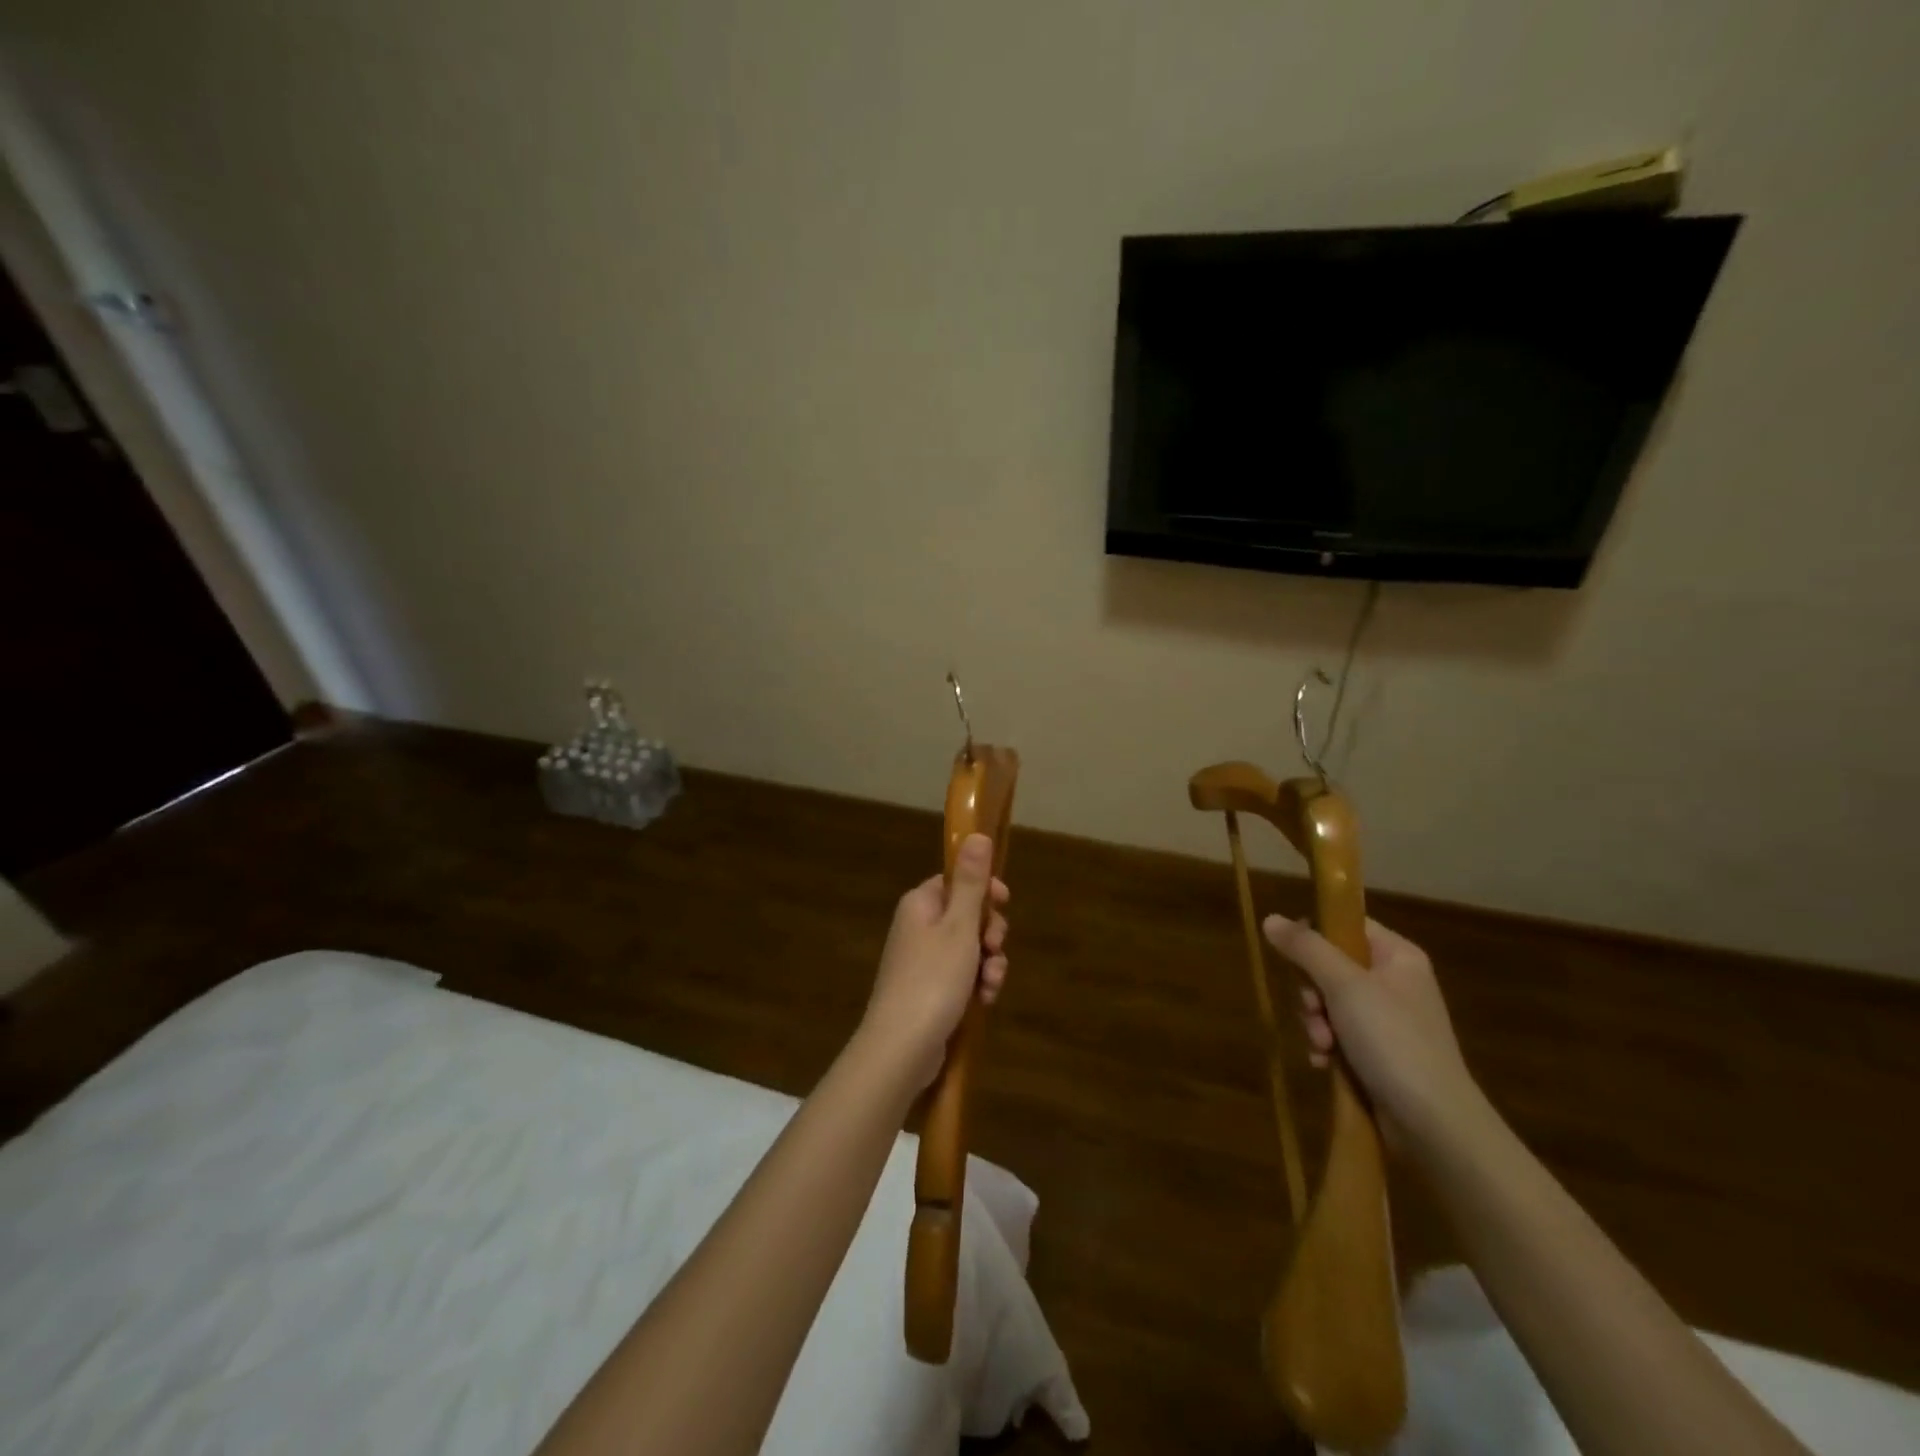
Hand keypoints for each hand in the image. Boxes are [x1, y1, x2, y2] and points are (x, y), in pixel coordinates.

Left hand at [860, 834, 1008, 1092]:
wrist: (901, 1048)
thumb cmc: (933, 980)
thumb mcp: (959, 927)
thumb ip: (971, 882)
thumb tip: (975, 834)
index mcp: (921, 904)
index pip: (956, 881)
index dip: (984, 890)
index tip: (1004, 903)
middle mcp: (918, 927)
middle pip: (966, 915)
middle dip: (990, 934)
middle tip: (994, 949)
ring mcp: (922, 961)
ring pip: (969, 950)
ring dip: (988, 964)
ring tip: (990, 985)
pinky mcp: (928, 991)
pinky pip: (961, 977)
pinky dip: (976, 985)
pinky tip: (984, 1001)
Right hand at [1262, 915, 1482, 1154]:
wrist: (1434, 1123)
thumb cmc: (1393, 1040)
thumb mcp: (1344, 986)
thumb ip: (1306, 948)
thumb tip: (1270, 918)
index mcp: (1397, 956)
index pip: (1346, 926)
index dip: (1315, 938)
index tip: (1295, 959)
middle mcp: (1394, 982)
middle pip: (1330, 966)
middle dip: (1312, 993)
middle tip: (1314, 1011)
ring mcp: (1387, 1020)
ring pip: (1329, 1003)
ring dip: (1315, 1024)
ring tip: (1323, 1046)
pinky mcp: (1379, 1053)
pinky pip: (1338, 1035)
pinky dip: (1327, 1046)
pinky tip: (1324, 1063)